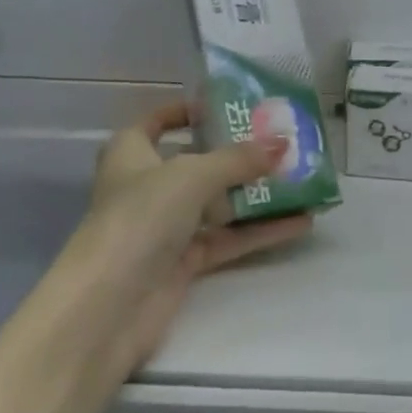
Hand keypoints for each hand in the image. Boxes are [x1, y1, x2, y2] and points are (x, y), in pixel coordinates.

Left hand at [52, 101, 312, 378]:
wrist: (109, 305)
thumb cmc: (140, 217)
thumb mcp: (192, 175)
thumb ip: (239, 159)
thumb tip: (284, 143)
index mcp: (131, 153)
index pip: (157, 122)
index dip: (187, 111)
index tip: (227, 106)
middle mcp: (146, 186)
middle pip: (196, 162)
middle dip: (237, 154)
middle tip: (282, 143)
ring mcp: (165, 227)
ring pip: (217, 203)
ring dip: (256, 194)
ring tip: (302, 181)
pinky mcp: (183, 262)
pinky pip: (228, 239)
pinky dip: (259, 231)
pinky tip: (300, 223)